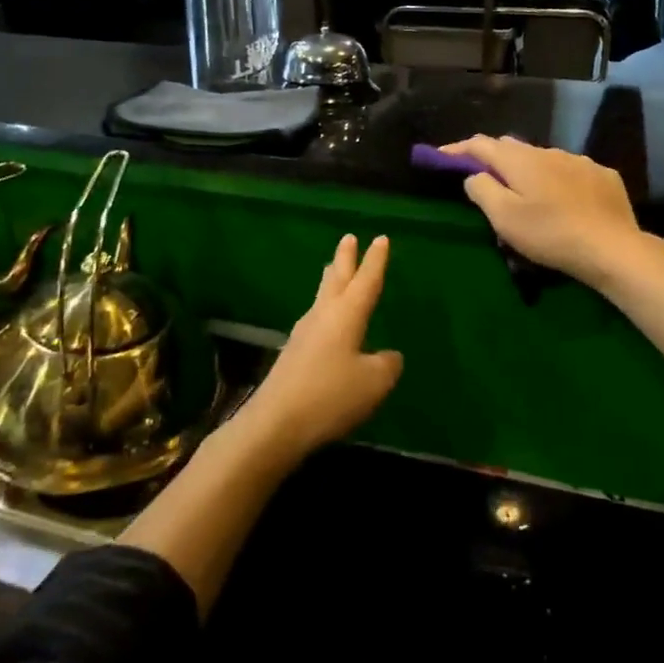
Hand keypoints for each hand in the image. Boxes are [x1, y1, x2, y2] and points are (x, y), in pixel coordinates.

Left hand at [232, 234, 403, 463]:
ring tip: (334, 270)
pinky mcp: (293, 354)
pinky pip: (315, 320)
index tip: (381, 238)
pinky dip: (325, 309)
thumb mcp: (374, 382)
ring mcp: (304, 334)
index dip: (376, 261)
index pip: (366, 280)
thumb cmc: (331, 396)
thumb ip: (387, 364)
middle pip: (336, 279)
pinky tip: (326, 322)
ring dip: (331, 281)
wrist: (275, 423)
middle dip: (345, 258)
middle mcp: (323, 316)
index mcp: (346, 314)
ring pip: (322, 297)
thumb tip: (388, 356)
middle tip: (348, 238)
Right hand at [440, 136, 643, 286]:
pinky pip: (572, 171)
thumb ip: (483, 191)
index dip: (459, 149)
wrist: (612, 248)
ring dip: (529, 170)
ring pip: (544, 158)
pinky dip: (559, 180)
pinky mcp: (603, 176)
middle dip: (493, 158)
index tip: (442, 156)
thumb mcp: (505, 218)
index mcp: (520, 160)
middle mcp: (549, 151)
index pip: (481, 144)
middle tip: (483, 177)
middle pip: (512, 147)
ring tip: (527, 193)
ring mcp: (580, 161)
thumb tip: (474, 175)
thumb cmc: (550, 234)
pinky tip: (564, 200)